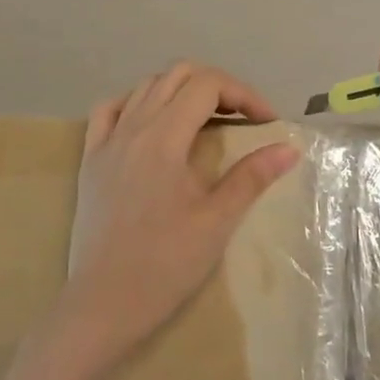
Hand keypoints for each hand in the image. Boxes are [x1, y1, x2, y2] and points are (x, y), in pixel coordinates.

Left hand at [59, 63, 300, 372]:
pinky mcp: (90, 160)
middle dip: (217, 87)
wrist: (104, 302)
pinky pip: (109, 110)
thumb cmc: (165, 265)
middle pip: (177, 76)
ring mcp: (106, 142)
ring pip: (145, 88)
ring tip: (206, 120)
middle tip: (242, 118)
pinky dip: (136, 103)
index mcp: (164, 138)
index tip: (268, 123)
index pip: (207, 85)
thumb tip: (289, 147)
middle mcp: (133, 128)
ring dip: (181, 91)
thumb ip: (251, 177)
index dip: (244, 94)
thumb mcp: (217, 221)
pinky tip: (151, 123)